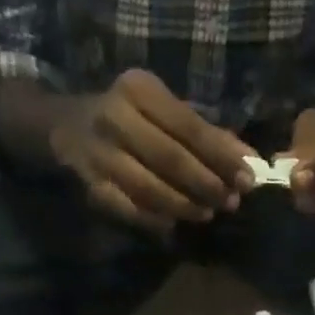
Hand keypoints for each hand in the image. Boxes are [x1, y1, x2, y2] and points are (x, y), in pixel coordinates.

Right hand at [50, 71, 252, 233]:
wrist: (63, 127)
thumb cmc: (127, 117)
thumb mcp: (162, 112)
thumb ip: (206, 134)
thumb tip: (250, 158)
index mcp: (139, 90)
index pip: (190, 127)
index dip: (222, 156)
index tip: (248, 179)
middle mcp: (116, 116)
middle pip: (172, 159)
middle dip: (207, 185)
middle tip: (230, 202)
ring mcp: (100, 153)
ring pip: (151, 188)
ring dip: (184, 205)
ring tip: (207, 214)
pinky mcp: (91, 184)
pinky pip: (129, 209)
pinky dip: (154, 219)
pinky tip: (173, 224)